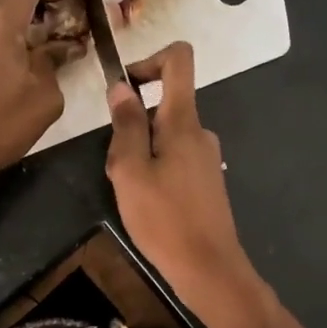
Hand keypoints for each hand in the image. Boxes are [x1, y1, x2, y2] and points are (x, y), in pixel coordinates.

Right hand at [105, 42, 252, 296]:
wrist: (208, 267)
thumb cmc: (164, 219)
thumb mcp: (131, 171)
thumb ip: (126, 125)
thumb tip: (121, 86)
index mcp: (183, 121)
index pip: (179, 60)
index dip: (149, 60)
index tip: (126, 88)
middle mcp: (201, 132)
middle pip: (164, 105)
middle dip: (133, 126)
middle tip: (118, 167)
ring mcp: (207, 158)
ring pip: (165, 137)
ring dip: (141, 154)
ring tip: (130, 192)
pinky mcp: (207, 181)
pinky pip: (175, 159)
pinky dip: (155, 171)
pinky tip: (147, 205)